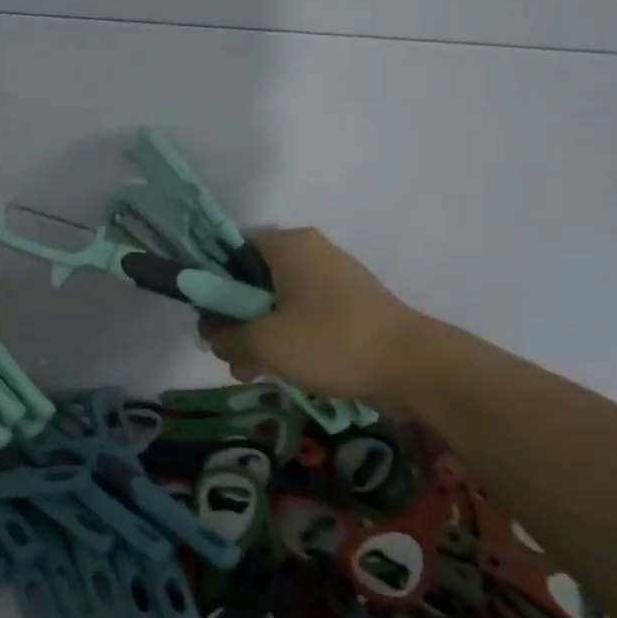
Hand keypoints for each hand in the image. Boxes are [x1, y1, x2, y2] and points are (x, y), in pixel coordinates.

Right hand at [202, 227, 426, 401]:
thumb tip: (210, 332)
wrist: (413, 367)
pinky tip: (277, 371)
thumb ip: (225, 334)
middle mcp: (310, 253)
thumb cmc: (331, 342)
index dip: (208, 280)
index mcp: (288, 245)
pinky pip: (301, 315)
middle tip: (226, 354)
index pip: (230, 247)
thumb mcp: (264, 341)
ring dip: (256, 335)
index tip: (203, 316)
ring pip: (275, 301)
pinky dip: (285, 338)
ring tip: (249, 372)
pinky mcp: (347, 306)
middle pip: (251, 278)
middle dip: (233, 318)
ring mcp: (332, 279)